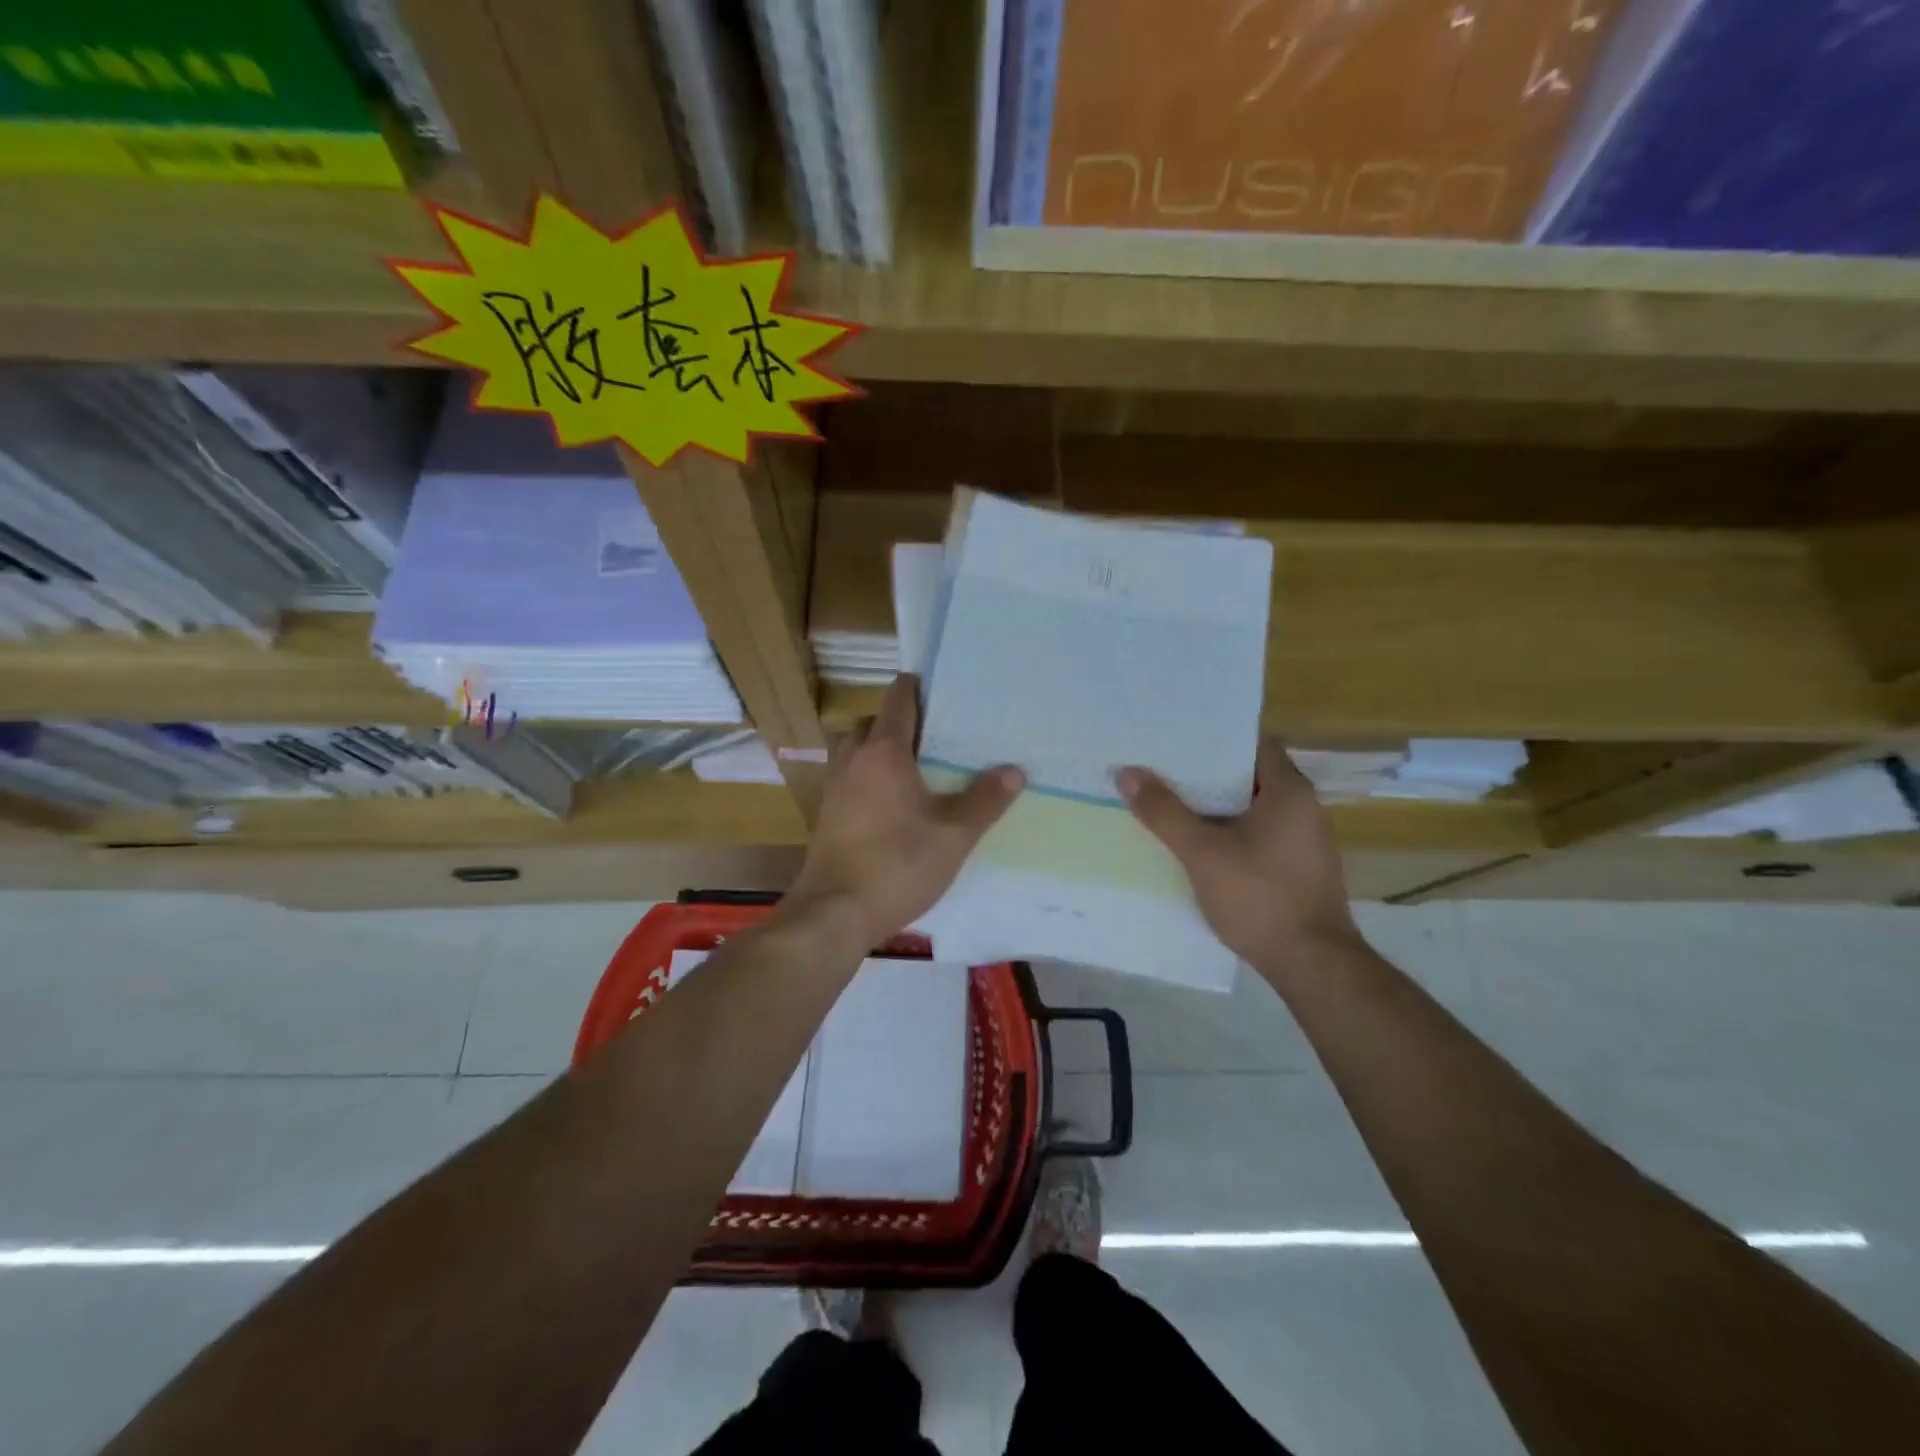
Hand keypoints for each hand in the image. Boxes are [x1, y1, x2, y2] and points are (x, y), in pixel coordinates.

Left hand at [784, 674, 1024, 946]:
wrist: (835, 912)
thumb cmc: (897, 864)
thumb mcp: (954, 834)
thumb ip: (985, 800)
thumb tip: (1014, 770)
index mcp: (884, 751)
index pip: (898, 698)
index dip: (918, 687)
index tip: (943, 690)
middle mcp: (854, 759)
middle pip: (874, 722)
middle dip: (900, 721)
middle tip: (936, 735)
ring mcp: (834, 786)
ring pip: (857, 750)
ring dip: (880, 749)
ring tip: (915, 769)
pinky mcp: (827, 814)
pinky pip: (850, 778)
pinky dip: (869, 777)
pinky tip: (893, 804)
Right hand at [1115, 740, 1358, 971]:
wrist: (1312, 964)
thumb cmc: (1259, 897)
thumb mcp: (1202, 853)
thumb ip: (1164, 812)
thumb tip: (1126, 773)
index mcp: (1289, 791)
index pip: (1253, 744)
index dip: (1215, 739)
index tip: (1178, 740)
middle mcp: (1304, 808)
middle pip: (1250, 775)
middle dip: (1206, 774)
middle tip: (1162, 770)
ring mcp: (1305, 840)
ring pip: (1253, 808)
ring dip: (1216, 806)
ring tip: (1171, 803)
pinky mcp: (1300, 867)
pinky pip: (1259, 834)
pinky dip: (1230, 831)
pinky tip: (1198, 844)